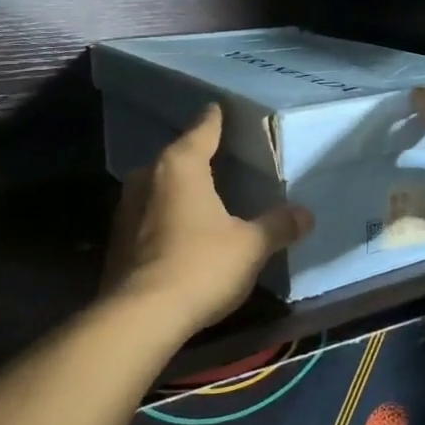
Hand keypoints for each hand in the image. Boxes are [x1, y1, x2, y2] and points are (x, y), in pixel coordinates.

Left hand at [102, 105, 314, 331]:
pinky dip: (167, 217)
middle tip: (222, 158)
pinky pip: (149, 216)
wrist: (140, 317)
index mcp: (180, 165)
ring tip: (205, 196)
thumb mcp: (250, 245)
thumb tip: (306, 214)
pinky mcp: (118, 241)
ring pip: (159, 187)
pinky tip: (183, 232)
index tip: (220, 107)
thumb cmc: (200, 265)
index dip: (215, 119)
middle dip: (197, 158)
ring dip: (179, 190)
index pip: (202, 129)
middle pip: (177, 157)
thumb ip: (278, 225)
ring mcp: (126, 209)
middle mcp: (147, 177)